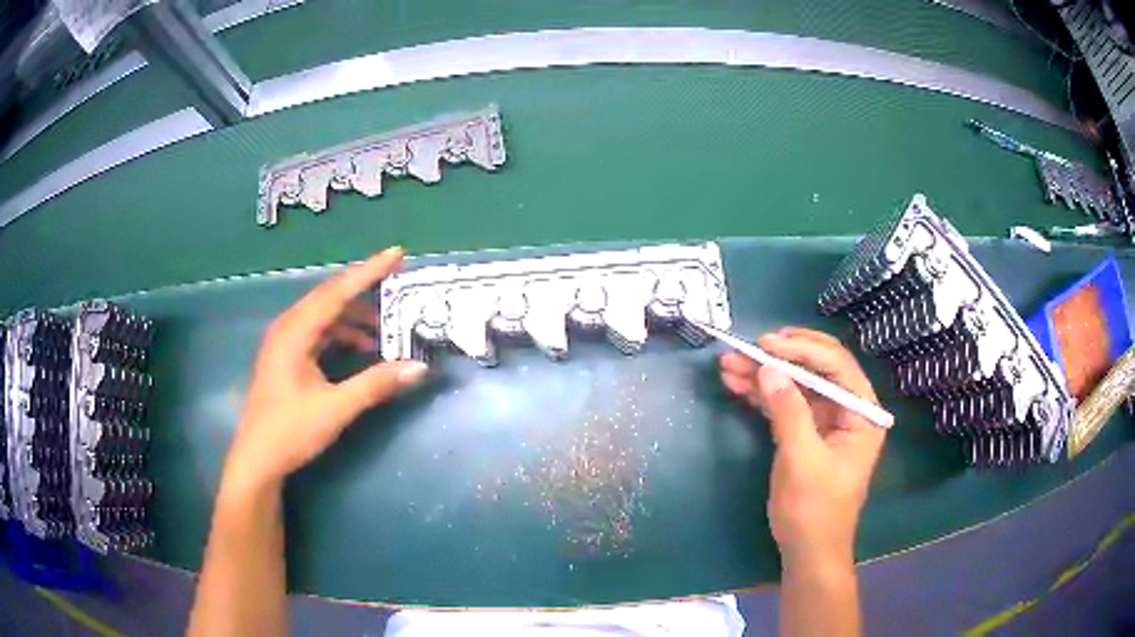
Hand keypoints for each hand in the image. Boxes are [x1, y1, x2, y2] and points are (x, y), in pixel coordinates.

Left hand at [223, 247, 427, 494]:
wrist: (258, 459)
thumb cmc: (291, 431)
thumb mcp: (336, 408)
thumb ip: (375, 384)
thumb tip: (419, 366)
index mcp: (295, 332)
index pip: (336, 292)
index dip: (369, 271)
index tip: (397, 254)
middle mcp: (288, 327)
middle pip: (330, 296)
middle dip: (364, 288)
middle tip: (398, 281)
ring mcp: (285, 341)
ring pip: (324, 314)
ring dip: (354, 315)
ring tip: (386, 326)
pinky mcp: (287, 356)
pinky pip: (319, 331)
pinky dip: (342, 333)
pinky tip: (361, 347)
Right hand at [719, 327, 884, 568]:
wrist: (806, 550)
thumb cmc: (814, 510)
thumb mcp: (803, 460)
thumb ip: (788, 412)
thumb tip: (768, 368)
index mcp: (862, 413)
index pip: (837, 366)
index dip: (802, 350)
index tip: (766, 345)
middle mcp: (846, 410)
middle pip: (817, 368)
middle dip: (782, 356)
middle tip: (749, 347)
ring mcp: (824, 421)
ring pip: (796, 384)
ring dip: (764, 373)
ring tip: (729, 364)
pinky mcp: (804, 433)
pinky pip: (784, 404)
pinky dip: (761, 394)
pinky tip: (737, 384)